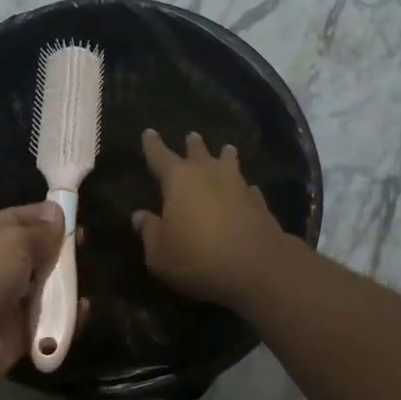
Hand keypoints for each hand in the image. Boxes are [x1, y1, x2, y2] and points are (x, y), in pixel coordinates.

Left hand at [0, 203, 74, 391]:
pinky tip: (82, 309)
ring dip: (66, 284)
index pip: (20, 218)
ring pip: (46, 286)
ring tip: (84, 281)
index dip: (46, 216)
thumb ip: (40, 230)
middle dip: (60, 250)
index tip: (76, 217)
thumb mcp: (13, 241)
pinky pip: (50, 318)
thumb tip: (56, 212)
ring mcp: (8, 300)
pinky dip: (67, 315)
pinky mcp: (20, 330)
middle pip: (36, 252)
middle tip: (85, 247)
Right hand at [132, 129, 289, 308]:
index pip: (160, 156)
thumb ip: (150, 232)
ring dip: (226, 157)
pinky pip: (248, 188)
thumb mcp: (160, 253)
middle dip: (193, 145)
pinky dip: (244, 188)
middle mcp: (209, 174)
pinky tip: (248, 190)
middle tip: (192, 136)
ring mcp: (238, 186)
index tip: (149, 131)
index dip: (153, 144)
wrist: (257, 267)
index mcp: (179, 180)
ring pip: (230, 164)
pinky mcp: (260, 204)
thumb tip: (140, 216)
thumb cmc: (197, 258)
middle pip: (199, 153)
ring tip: (227, 149)